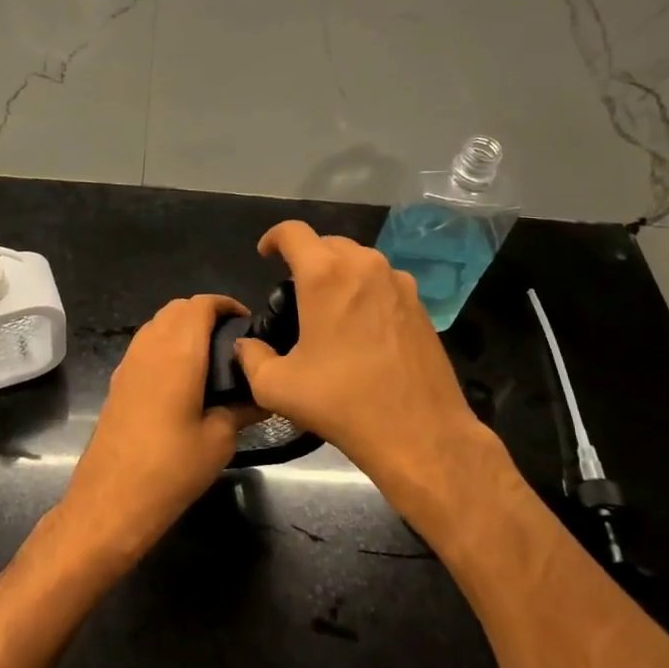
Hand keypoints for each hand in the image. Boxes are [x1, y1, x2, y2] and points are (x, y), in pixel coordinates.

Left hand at [58, 294, 251, 565]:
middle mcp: (151, 345)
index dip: (227, 305)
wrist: (110, 500)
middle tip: (233, 342)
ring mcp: (129, 362)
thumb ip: (243, 408)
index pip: (202, 304)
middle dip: (206, 314)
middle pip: (178, 308)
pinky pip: (146, 345)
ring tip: (212, 359)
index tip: (249, 324)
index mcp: (179, 351)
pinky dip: (167, 345)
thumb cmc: (171, 467)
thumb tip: (264, 395)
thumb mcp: (219, 440)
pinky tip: (184, 380)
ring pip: (159, 324)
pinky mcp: (119, 381)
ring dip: (184, 328)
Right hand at [235, 221, 489, 498]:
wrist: (422, 434)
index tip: (265, 256)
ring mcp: (398, 283)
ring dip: (338, 273)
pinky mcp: (420, 305)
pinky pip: (383, 282)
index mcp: (325, 276)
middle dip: (306, 258)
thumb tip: (246, 347)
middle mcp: (364, 266)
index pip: (292, 232)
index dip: (273, 238)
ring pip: (359, 260)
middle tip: (294, 292)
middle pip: (328, 243)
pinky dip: (365, 291)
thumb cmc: (344, 404)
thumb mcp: (277, 387)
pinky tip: (361, 328)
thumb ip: (252, 358)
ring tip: (328, 308)